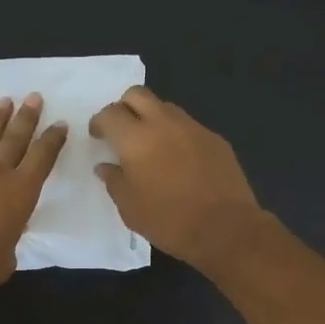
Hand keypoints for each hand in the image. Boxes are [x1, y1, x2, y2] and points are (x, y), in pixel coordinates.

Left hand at [0, 93, 67, 304]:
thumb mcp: (10, 253)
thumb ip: (10, 233)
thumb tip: (3, 228)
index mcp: (21, 192)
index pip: (42, 157)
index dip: (52, 139)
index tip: (60, 124)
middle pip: (14, 138)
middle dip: (26, 117)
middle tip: (34, 97)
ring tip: (5, 101)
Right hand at [89, 86, 264, 269]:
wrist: (225, 228)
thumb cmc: (169, 221)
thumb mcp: (130, 208)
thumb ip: (114, 181)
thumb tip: (106, 166)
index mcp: (135, 139)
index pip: (110, 113)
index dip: (99, 122)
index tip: (98, 136)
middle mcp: (163, 124)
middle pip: (138, 94)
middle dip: (124, 107)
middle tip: (122, 131)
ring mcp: (193, 128)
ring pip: (165, 107)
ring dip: (152, 118)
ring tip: (151, 146)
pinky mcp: (215, 139)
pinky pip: (188, 126)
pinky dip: (176, 135)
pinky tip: (179, 161)